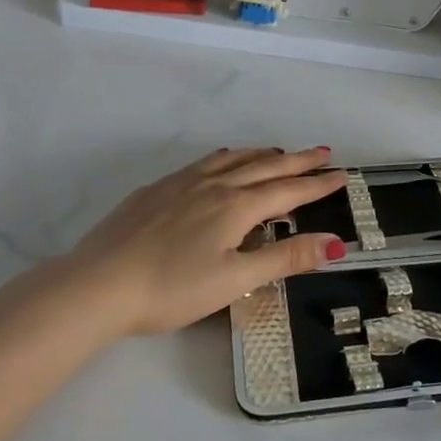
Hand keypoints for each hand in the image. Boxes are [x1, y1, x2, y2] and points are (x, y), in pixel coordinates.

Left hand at [48, 147, 348, 336]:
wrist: (97, 284)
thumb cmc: (171, 289)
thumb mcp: (235, 280)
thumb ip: (285, 258)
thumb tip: (335, 242)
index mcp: (236, 206)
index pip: (288, 191)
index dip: (318, 184)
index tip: (343, 174)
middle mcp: (214, 185)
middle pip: (265, 167)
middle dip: (298, 161)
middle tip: (323, 151)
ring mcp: (182, 183)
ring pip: (233, 159)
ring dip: (262, 154)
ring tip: (279, 152)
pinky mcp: (157, 189)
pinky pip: (204, 162)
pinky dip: (227, 157)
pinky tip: (221, 161)